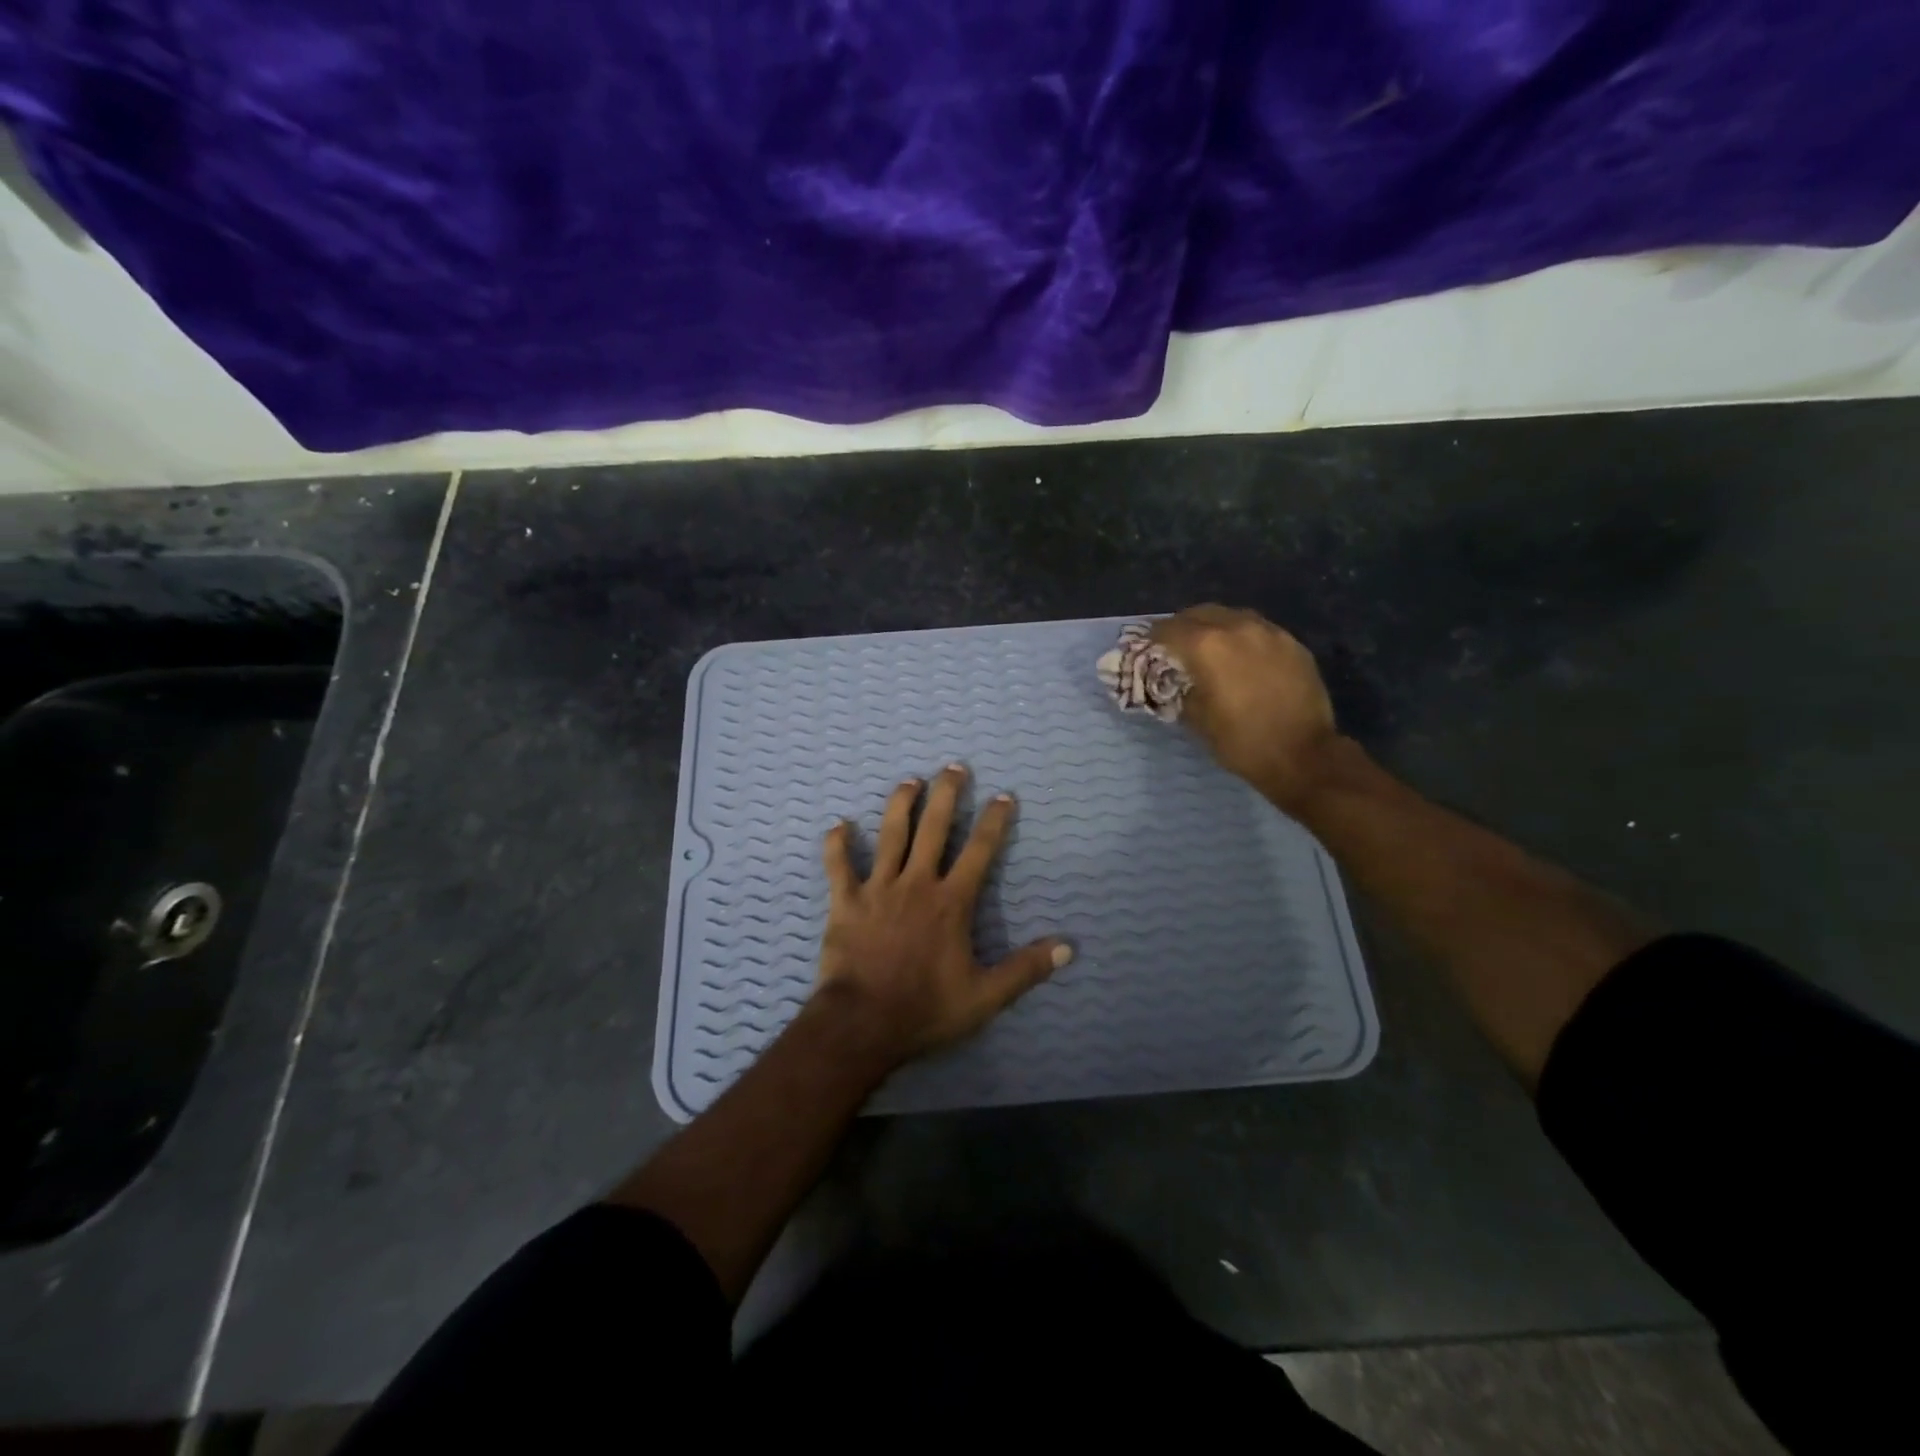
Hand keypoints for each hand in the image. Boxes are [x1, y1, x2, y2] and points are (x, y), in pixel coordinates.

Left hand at [814, 765, 1071, 1067]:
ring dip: (900, 804)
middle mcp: (917, 883)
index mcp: (951, 902)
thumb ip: (1025, 969)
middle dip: (946, 795)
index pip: (979, 851)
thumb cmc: (926, 1008)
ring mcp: (878, 889)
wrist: (863, 1024)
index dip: (994, 821)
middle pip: (934, 828)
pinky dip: (837, 845)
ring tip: (909, 780)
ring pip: (890, 835)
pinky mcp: (846, 901)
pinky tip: (838, 825)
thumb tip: (1068, 947)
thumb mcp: (985, 996)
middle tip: (953, 766)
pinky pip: (839, 866)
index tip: (1003, 795)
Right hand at [1151, 604, 1344, 812]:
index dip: (1152, 637)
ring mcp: (1269, 633)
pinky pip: (1259, 630)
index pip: (1168, 629)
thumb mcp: (1197, 720)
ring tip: (1209, 647)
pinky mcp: (1292, 644)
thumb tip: (1177, 682)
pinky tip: (1242, 658)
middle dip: (1183, 626)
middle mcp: (1237, 628)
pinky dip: (1242, 637)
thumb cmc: (1241, 742)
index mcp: (1207, 647)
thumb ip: (1181, 691)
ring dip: (1214, 627)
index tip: (1146, 647)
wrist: (1303, 755)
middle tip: (1175, 644)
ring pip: (1232, 616)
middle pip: (1200, 613)